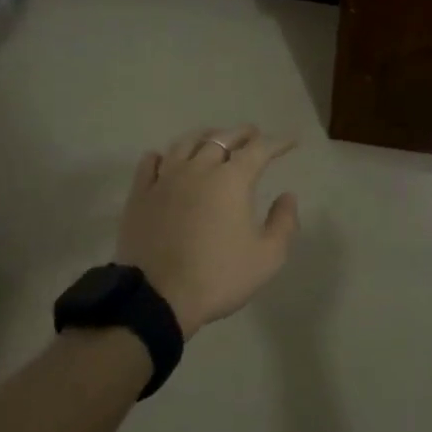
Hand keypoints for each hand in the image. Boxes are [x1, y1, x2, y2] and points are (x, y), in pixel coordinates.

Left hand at [115, 126, 299, 339]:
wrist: (158, 298)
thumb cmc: (218, 277)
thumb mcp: (267, 258)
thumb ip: (283, 223)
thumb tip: (287, 196)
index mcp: (232, 180)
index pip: (259, 150)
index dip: (277, 143)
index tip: (290, 142)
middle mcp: (199, 168)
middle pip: (223, 138)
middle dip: (242, 134)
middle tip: (253, 134)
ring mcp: (166, 178)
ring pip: (186, 143)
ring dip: (205, 137)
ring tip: (213, 139)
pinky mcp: (141, 193)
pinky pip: (150, 162)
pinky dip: (163, 155)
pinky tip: (166, 159)